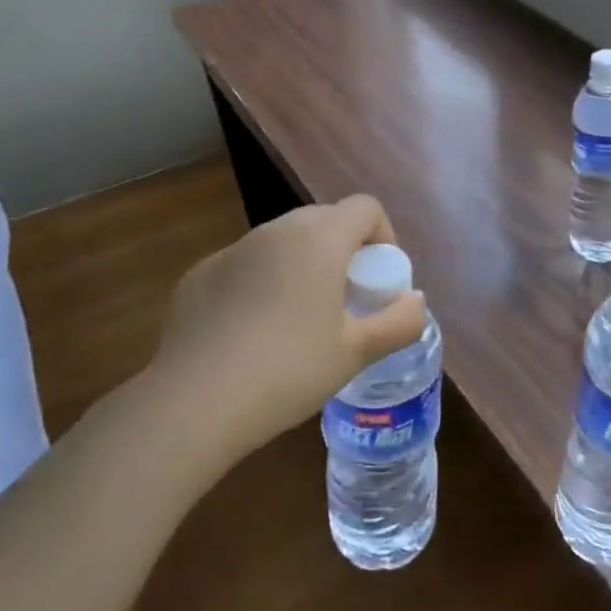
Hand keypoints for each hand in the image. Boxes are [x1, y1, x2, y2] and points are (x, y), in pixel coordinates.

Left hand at [147, 195, 427, 462]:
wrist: (195, 403)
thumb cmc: (290, 370)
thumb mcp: (357, 352)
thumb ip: (399, 322)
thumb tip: (415, 302)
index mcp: (319, 239)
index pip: (365, 207)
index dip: (384, 237)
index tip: (379, 282)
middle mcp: (275, 231)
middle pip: (325, 221)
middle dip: (345, 252)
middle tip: (347, 302)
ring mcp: (232, 250)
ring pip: (283, 243)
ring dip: (303, 265)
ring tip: (301, 320)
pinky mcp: (200, 275)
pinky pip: (246, 266)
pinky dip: (262, 283)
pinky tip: (253, 334)